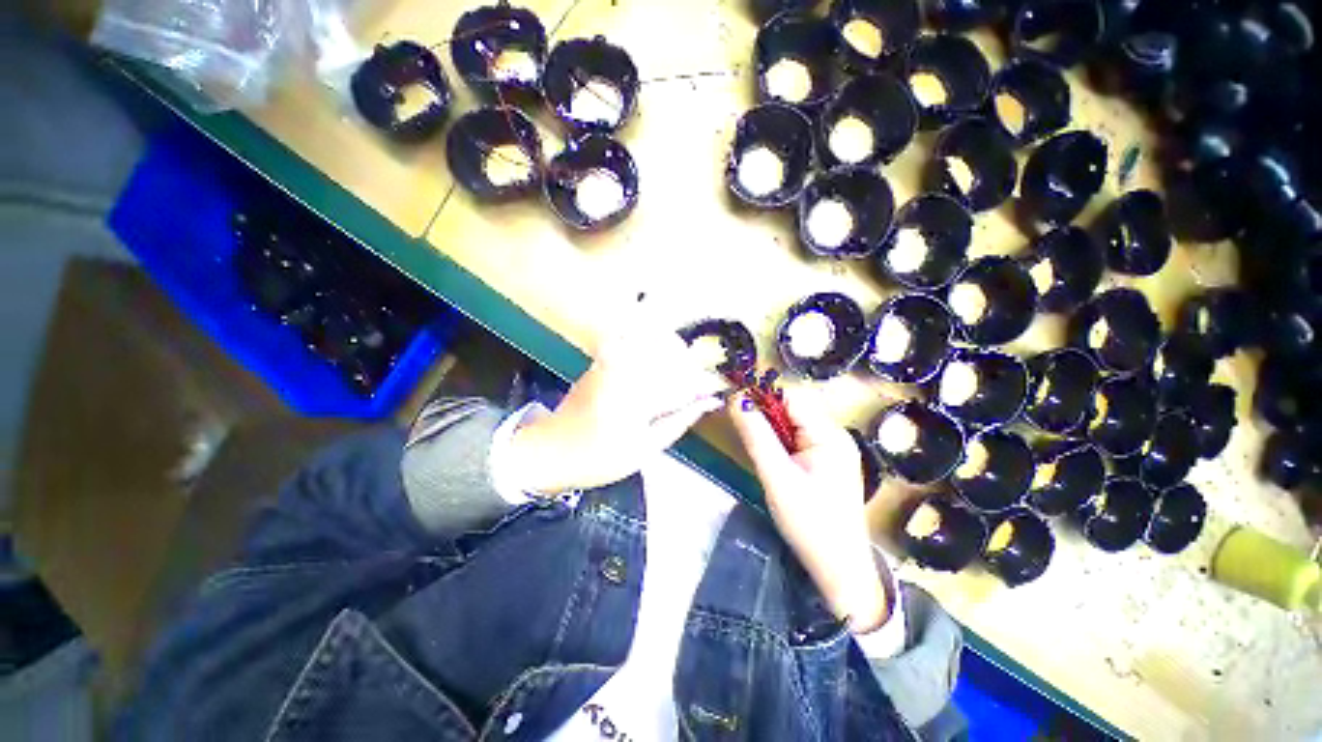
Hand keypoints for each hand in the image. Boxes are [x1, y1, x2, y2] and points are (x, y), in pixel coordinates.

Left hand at [507, 316, 725, 494]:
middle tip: (702, 385)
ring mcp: (611, 360)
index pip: (684, 382)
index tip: (720, 389)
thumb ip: (679, 421)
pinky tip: (660, 361)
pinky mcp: (602, 357)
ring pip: (654, 343)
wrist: (549, 450)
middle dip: (693, 366)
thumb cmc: (598, 459)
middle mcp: (625, 370)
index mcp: (636, 398)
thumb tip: (708, 403)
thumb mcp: (645, 450)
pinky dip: (653, 347)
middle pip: (672, 355)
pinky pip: (635, 342)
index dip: (706, 384)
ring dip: (675, 353)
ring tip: (684, 372)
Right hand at [729, 387, 889, 632]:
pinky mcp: (827, 460)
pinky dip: (780, 441)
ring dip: (771, 428)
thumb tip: (737, 398)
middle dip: (765, 414)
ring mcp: (833, 447)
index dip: (762, 396)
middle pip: (793, 407)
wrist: (839, 568)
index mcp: (829, 434)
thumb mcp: (776, 477)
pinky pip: (798, 438)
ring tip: (759, 450)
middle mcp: (835, 434)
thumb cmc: (809, 523)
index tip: (736, 406)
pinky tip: (773, 459)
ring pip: (793, 422)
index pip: (791, 396)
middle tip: (744, 432)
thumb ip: (756, 435)